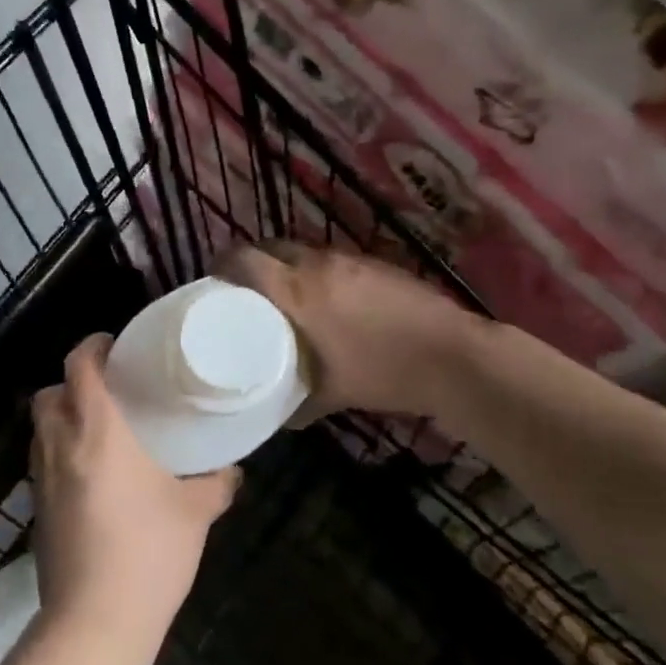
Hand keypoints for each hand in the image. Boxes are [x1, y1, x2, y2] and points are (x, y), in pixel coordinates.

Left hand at [29, 335, 239, 657]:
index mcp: (97, 431)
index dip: (92, 346)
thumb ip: (216, 483)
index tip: (114, 345)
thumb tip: (232, 470)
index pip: (80, 366)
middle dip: (71, 382)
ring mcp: (40, 479)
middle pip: (48, 392)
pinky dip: (57, 453)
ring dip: (61, 417)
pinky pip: (41, 462)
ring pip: (39, 428)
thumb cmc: (148, 554)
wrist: (94, 625)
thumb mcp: (194, 513)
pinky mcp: (34, 510)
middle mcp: (60, 445)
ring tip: (98, 431)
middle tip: (107, 392)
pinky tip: (89, 477)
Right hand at [214, 241, 476, 417]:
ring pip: (303, 250)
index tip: (213, 279)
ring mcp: (349, 259)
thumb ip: (297, 403)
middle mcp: (318, 264)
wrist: (451, 356)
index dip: (223, 263)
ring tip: (286, 295)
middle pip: (271, 246)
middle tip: (247, 289)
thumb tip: (277, 418)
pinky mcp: (375, 261)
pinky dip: (319, 271)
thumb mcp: (332, 395)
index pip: (245, 258)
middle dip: (254, 261)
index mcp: (297, 291)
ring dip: (288, 265)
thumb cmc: (383, 373)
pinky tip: (330, 299)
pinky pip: (332, 258)